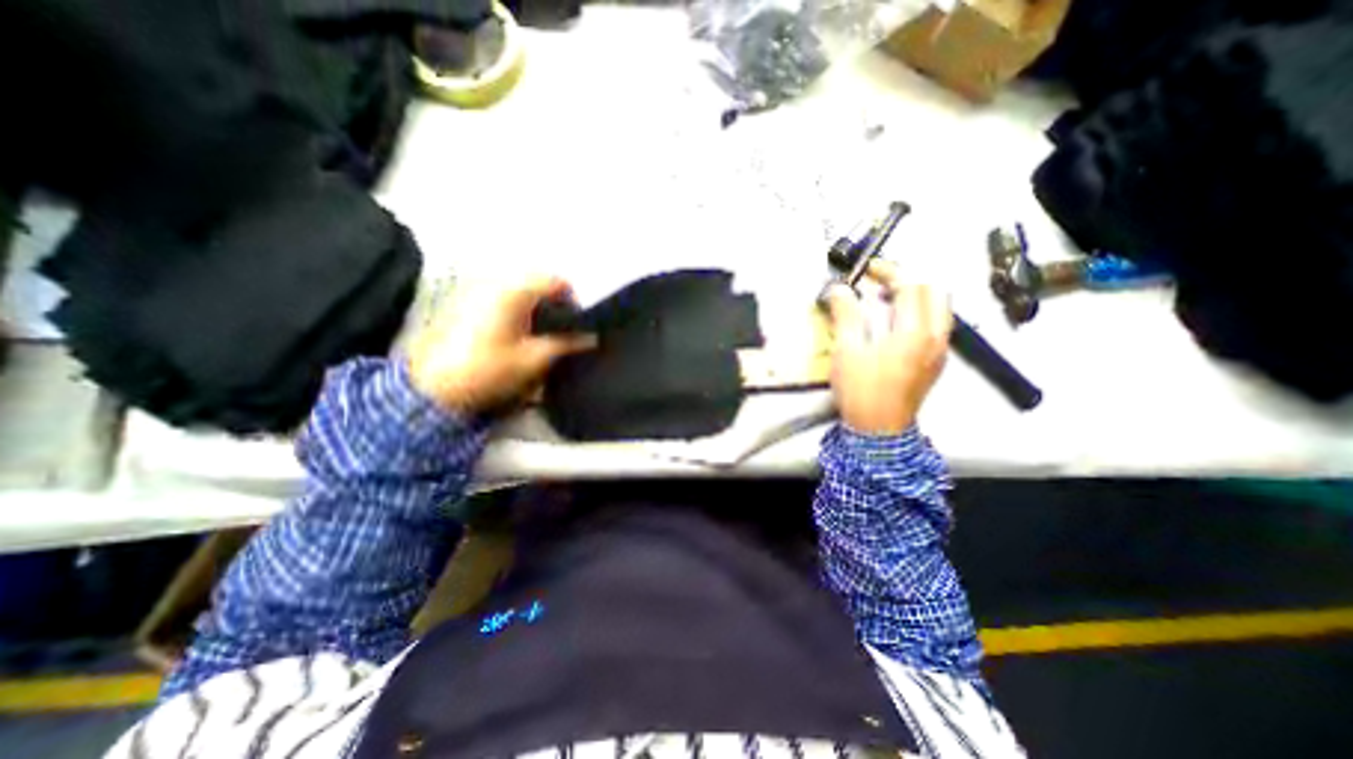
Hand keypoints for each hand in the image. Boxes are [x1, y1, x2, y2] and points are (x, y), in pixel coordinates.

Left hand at [410, 273, 593, 415]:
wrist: (433, 387)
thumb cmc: (488, 369)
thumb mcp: (534, 359)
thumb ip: (566, 344)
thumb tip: (591, 338)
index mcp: (514, 292)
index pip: (556, 282)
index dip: (574, 301)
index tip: (579, 325)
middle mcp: (496, 284)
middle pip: (538, 285)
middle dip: (555, 307)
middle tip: (563, 334)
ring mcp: (478, 292)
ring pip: (521, 293)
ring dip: (537, 310)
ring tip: (542, 338)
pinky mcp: (466, 305)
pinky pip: (504, 301)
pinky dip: (519, 313)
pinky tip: (518, 338)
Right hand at [825, 260, 949, 436]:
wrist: (878, 430)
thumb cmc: (861, 391)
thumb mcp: (847, 351)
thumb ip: (846, 315)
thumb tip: (840, 290)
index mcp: (915, 333)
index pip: (911, 285)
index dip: (887, 270)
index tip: (865, 269)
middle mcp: (936, 336)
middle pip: (934, 289)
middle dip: (906, 277)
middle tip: (877, 281)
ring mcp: (940, 349)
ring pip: (939, 306)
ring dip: (915, 293)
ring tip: (884, 298)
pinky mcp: (936, 361)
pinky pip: (936, 323)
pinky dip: (919, 311)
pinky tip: (894, 321)